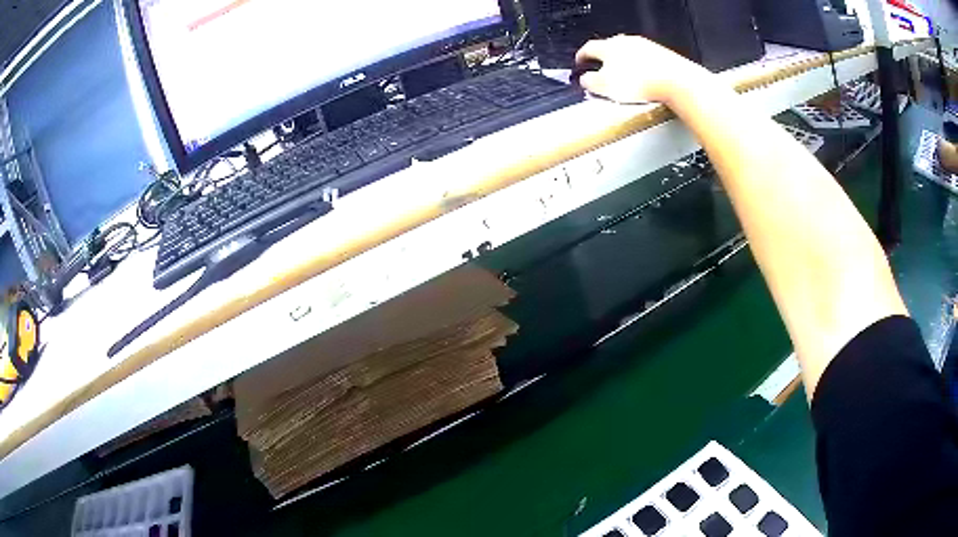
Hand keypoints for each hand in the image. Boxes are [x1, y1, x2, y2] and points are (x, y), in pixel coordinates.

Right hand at [575, 35, 712, 104]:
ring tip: (625, 80)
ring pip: (628, 53)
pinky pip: (645, 60)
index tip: (580, 63)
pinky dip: (641, 68)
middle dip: (604, 60)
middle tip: (602, 72)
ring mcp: (645, 46)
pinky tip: (644, 81)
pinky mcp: (661, 54)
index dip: (581, 57)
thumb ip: (590, 81)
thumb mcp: (605, 86)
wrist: (675, 82)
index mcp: (607, 46)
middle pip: (609, 48)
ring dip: (623, 64)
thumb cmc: (640, 82)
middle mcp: (625, 41)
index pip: (588, 48)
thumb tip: (585, 79)